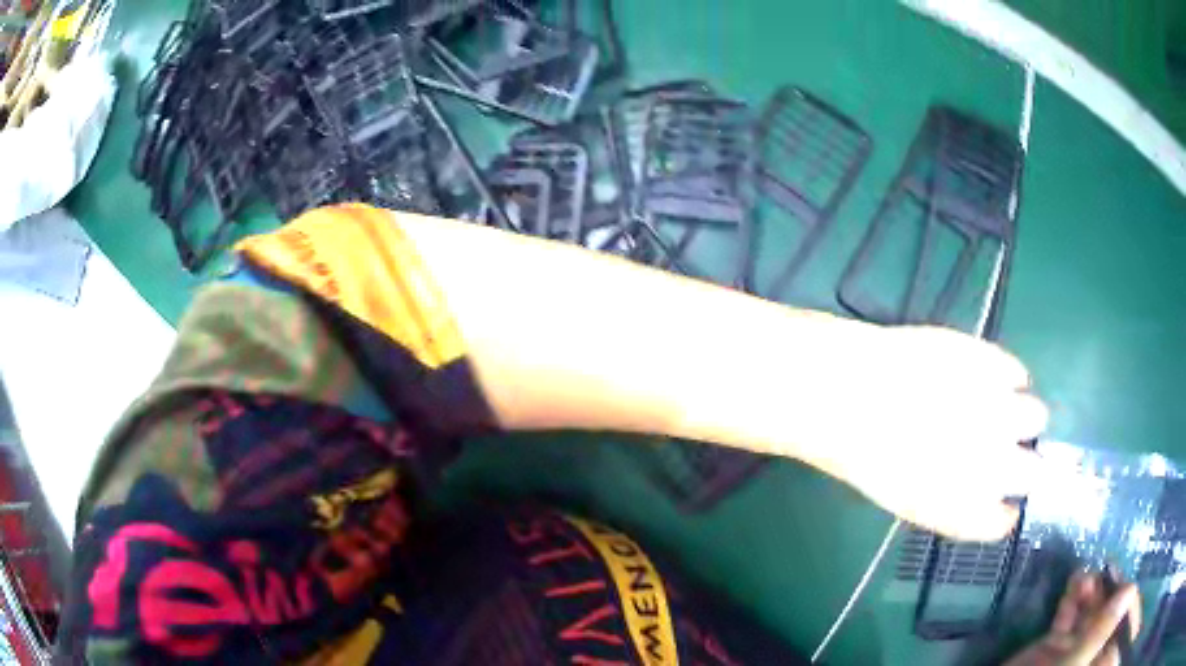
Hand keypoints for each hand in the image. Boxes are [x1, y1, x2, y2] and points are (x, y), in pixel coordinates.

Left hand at [802, 326, 1050, 541]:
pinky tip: (989, 377)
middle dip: (1026, 465)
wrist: (850, 393)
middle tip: (1005, 449)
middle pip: (1035, 473)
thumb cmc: (865, 454)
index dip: (1002, 510)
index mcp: (966, 509)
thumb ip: (949, 500)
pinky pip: (1018, 372)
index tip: (1001, 499)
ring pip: (1037, 416)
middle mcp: (994, 466)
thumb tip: (976, 488)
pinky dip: (1009, 377)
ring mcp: (999, 411)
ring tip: (1000, 407)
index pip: (1002, 522)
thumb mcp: (905, 497)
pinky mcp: (993, 363)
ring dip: (1023, 416)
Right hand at [1005, 571, 1140, 665]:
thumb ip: (1096, 636)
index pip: (1117, 628)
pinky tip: (1074, 579)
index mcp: (1093, 660)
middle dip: (1109, 591)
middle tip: (1107, 567)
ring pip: (1091, 612)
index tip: (1128, 579)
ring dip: (1092, 589)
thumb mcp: (1069, 664)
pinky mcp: (1053, 643)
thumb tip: (1131, 589)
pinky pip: (1071, 614)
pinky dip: (1074, 594)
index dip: (1126, 603)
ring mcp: (1070, 649)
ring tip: (1085, 574)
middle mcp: (1086, 653)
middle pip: (1108, 617)